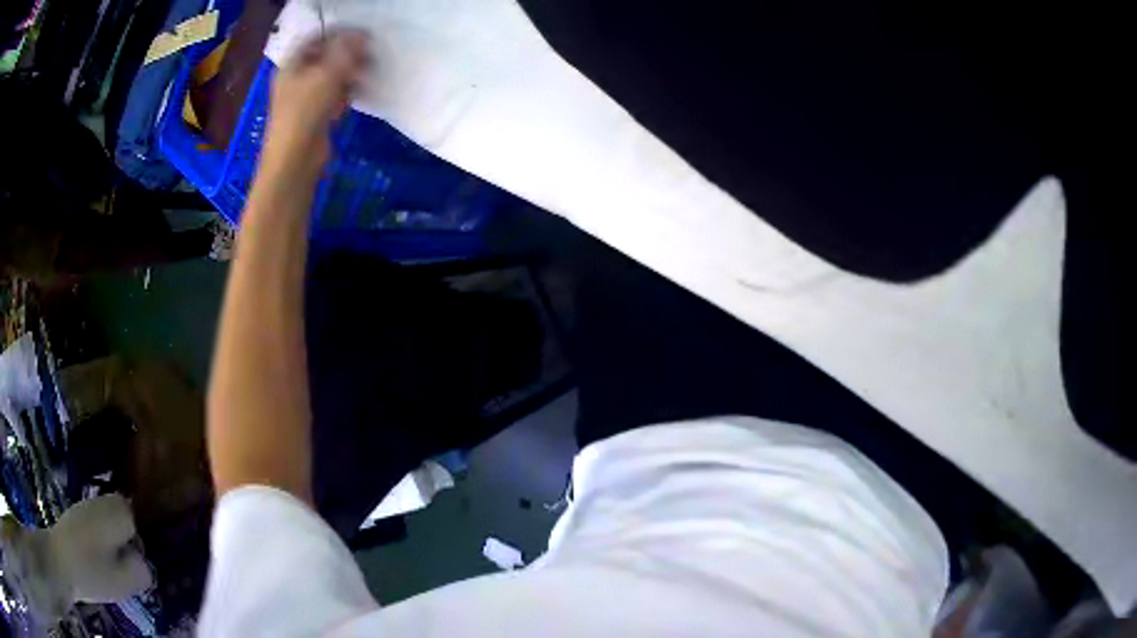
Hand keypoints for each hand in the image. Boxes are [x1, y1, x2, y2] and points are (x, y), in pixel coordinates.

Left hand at [260, 30, 370, 181]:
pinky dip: (344, 93)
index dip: (338, 33)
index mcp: (291, 65)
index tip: (362, 35)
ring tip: (364, 76)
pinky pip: (332, 96)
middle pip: (324, 57)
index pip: (315, 38)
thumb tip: (361, 35)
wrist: (295, 159)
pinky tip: (354, 97)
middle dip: (347, 55)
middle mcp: (295, 78)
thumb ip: (345, 51)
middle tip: (368, 55)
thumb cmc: (305, 112)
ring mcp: (304, 98)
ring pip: (330, 77)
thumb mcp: (327, 74)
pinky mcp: (313, 115)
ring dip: (348, 74)